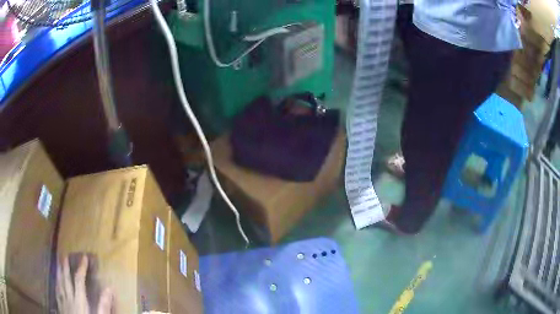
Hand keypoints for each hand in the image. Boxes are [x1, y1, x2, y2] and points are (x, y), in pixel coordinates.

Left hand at [56, 256, 112, 313]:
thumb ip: (103, 305)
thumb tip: (109, 289)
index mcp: (79, 299)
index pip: (79, 280)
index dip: (81, 267)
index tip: (84, 257)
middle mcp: (69, 297)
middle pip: (66, 279)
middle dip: (65, 267)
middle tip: (65, 256)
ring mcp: (63, 301)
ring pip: (59, 284)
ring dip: (59, 273)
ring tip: (58, 264)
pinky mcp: (60, 306)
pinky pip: (57, 292)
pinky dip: (56, 285)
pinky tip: (56, 283)